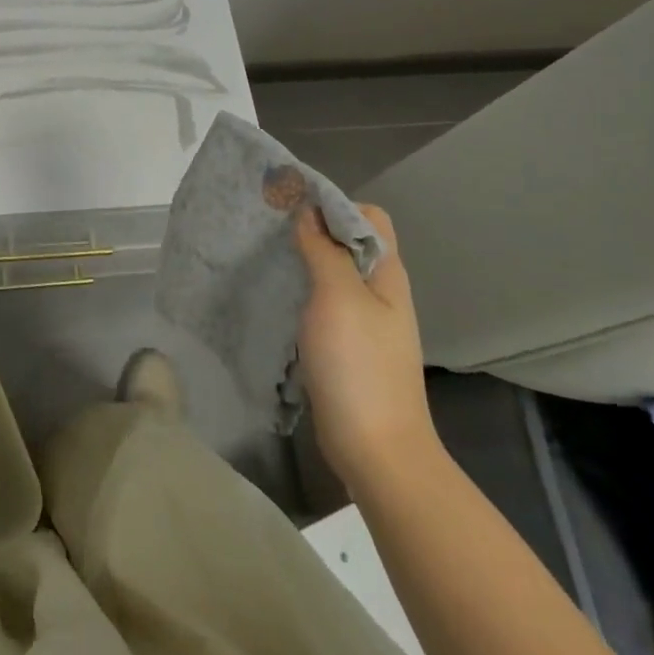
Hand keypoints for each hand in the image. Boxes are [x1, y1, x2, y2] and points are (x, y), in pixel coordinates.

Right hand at [294, 204, 439, 485]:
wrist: (376, 450)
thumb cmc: (359, 366)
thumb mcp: (338, 296)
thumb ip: (323, 249)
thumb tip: (308, 210)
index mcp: (387, 273)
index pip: (368, 216)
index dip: (334, 204)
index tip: (291, 207)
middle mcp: (380, 290)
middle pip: (349, 241)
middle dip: (312, 228)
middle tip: (270, 231)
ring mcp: (365, 320)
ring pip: (334, 271)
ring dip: (304, 260)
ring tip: (267, 258)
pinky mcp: (347, 345)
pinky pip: (323, 302)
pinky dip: (302, 291)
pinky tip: (278, 296)